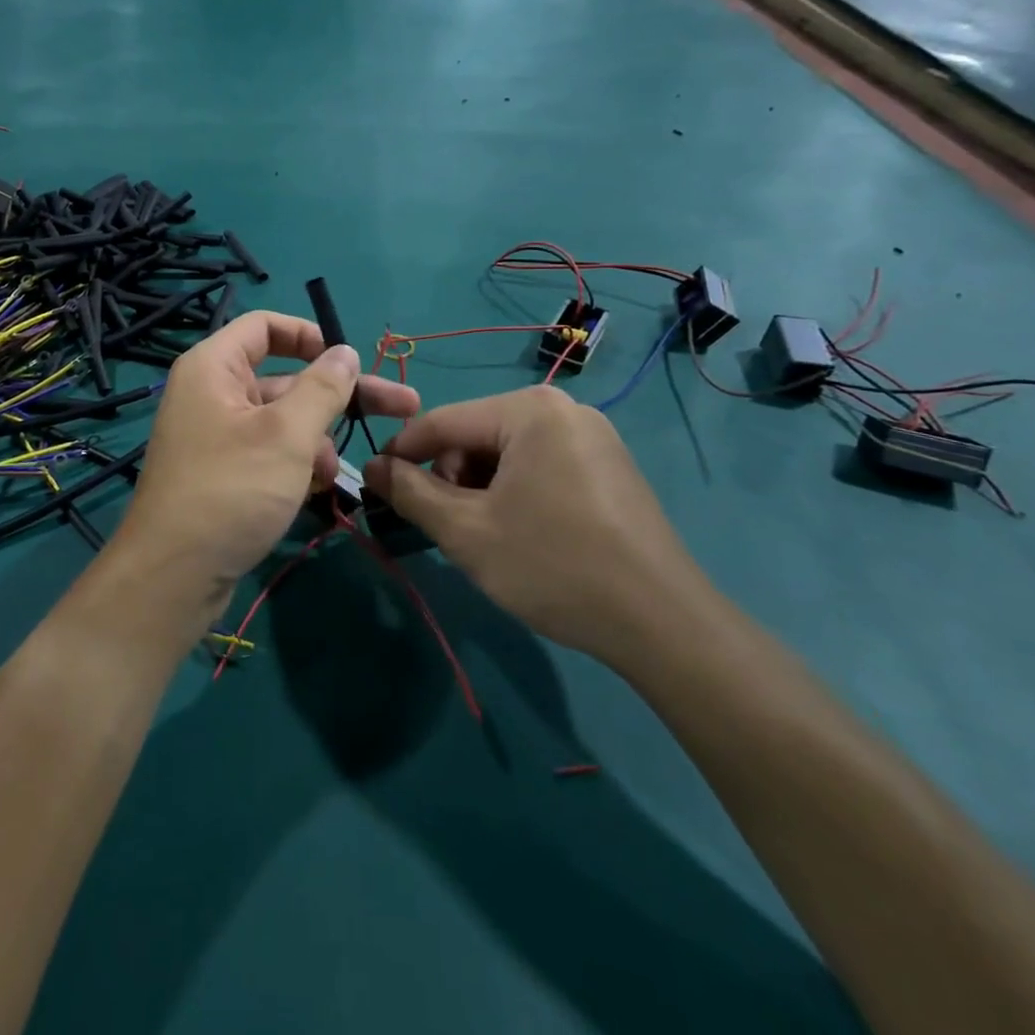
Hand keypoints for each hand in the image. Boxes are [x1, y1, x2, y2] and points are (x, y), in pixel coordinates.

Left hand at [111, 312, 418, 616]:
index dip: (310, 335)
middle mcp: (211, 393)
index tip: (351, 359)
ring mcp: (216, 435)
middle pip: (284, 377)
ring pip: (281, 420)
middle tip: (404, 407)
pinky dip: (296, 463)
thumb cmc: (231, 490)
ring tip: (337, 474)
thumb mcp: (287, 435)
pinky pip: (268, 451)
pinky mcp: (223, 472)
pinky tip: (319, 488)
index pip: (264, 326)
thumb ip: (323, 388)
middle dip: (339, 396)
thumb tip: (345, 351)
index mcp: (213, 367)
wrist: (174, 576)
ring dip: (318, 439)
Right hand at [362, 385, 701, 660]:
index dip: (401, 453)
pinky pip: (540, 466)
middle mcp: (563, 409)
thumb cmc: (554, 566)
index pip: (441, 421)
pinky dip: (515, 493)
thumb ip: (409, 492)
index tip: (374, 484)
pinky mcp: (609, 466)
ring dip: (481, 490)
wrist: (663, 625)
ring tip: (486, 537)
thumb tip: (370, 466)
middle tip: (449, 528)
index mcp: (529, 410)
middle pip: (476, 436)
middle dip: (451, 479)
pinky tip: (523, 535)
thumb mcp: (466, 531)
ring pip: (506, 454)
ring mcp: (593, 437)